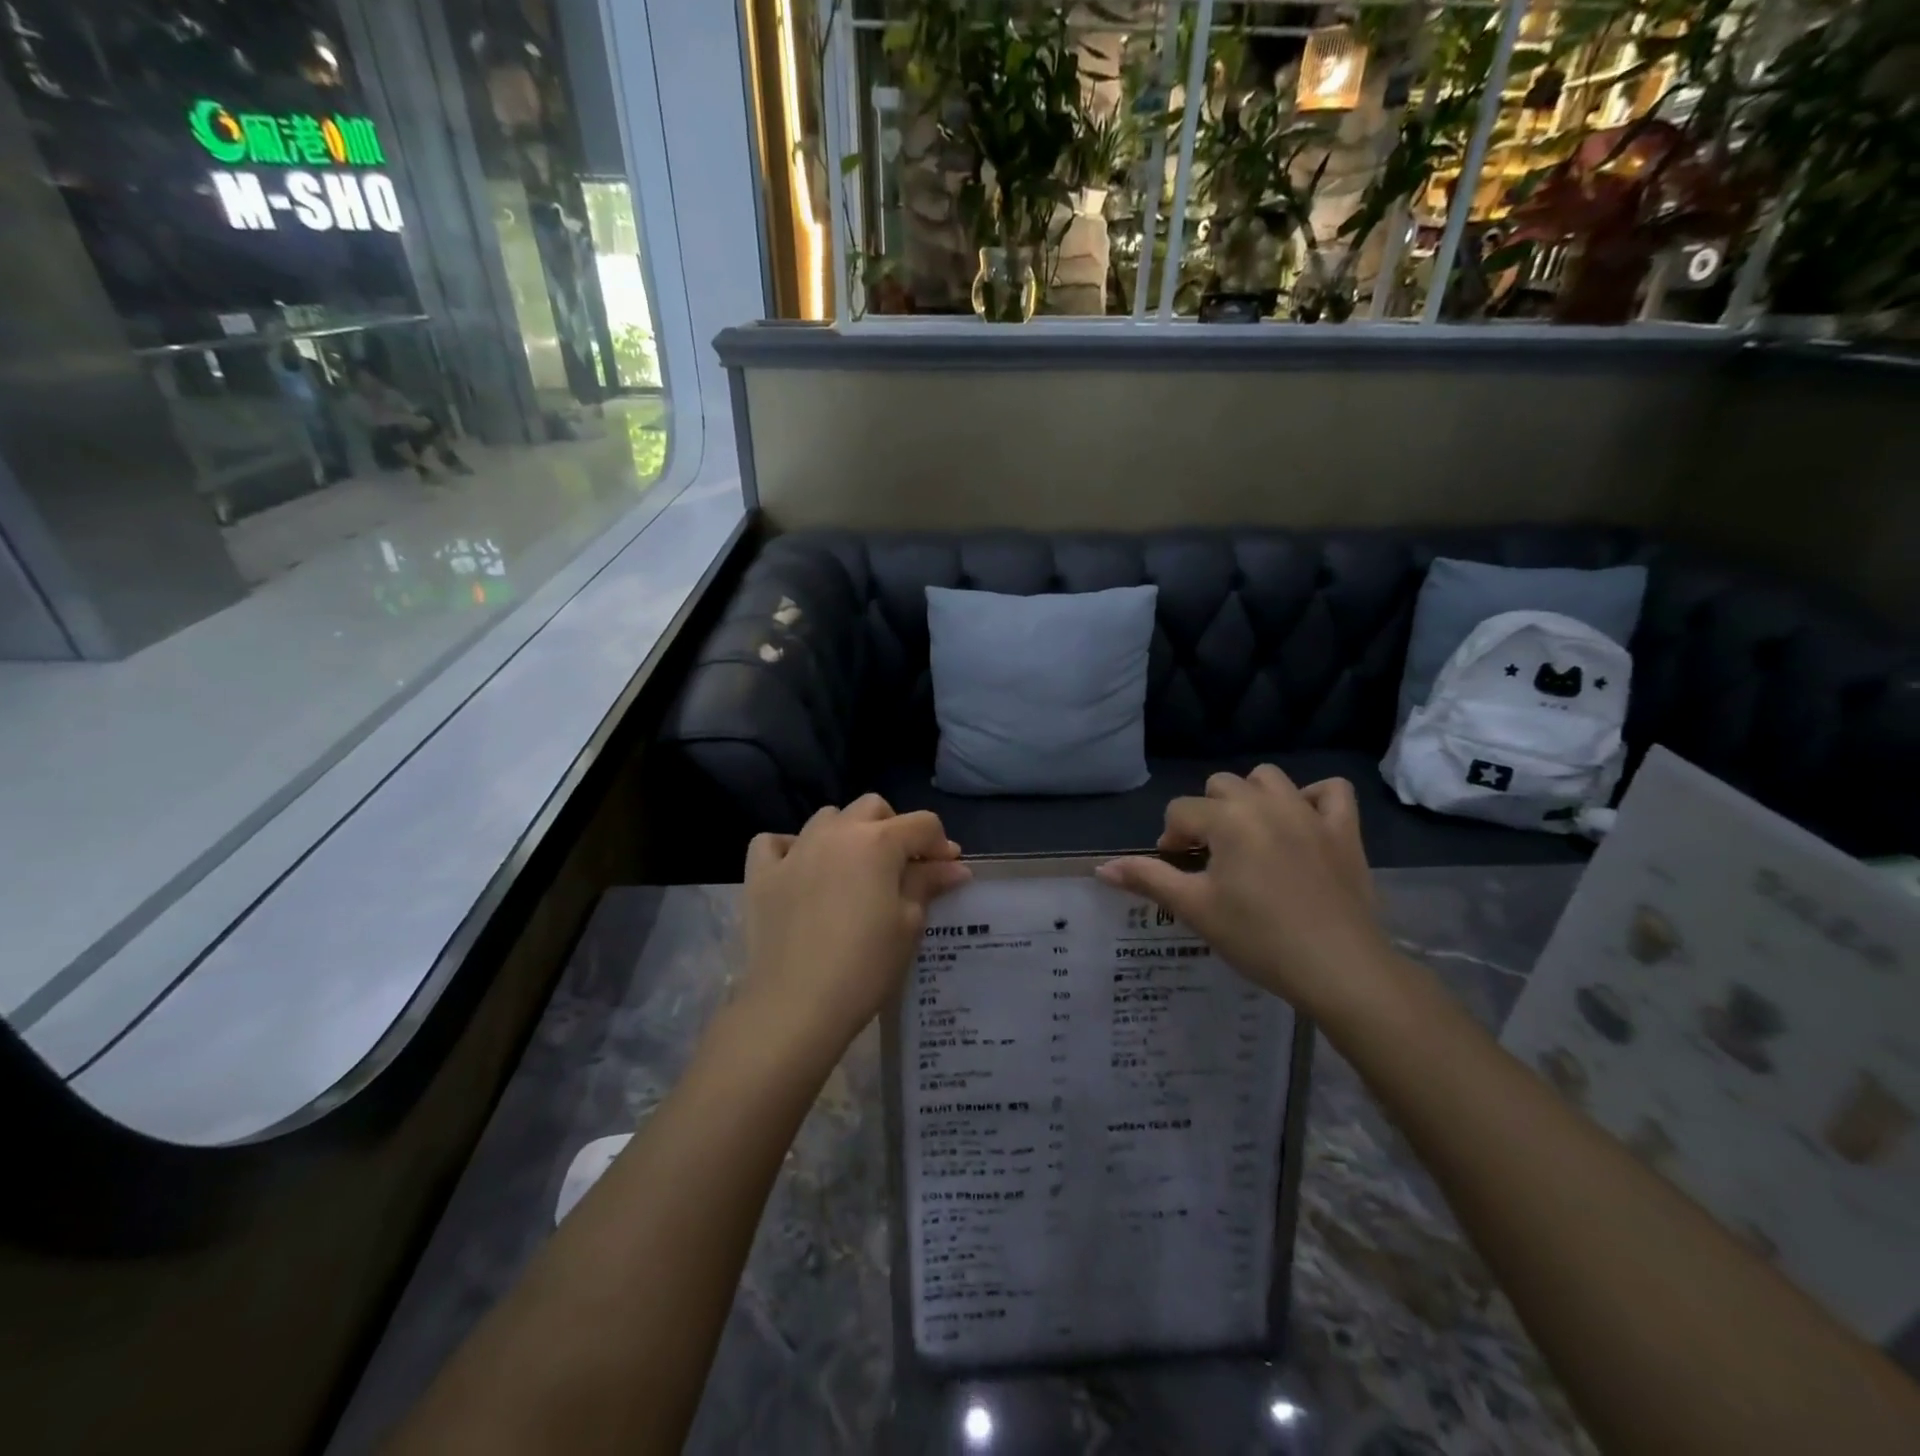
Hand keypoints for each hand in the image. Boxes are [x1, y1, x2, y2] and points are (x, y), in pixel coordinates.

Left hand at [740, 795, 970, 1058]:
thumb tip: (953, 866)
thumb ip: (928, 884)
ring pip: (827, 817)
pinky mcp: (761, 874)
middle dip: (894, 828)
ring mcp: (795, 850)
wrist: (796, 1005)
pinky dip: (790, 849)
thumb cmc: (865, 966)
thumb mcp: (908, 924)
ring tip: (852, 869)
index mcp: (878, 841)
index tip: (946, 872)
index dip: (940, 844)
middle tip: (902, 868)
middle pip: (873, 807)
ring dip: (846, 833)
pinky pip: (774, 842)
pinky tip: (800, 871)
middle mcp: (836, 832)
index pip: (922, 824)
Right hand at [1097, 768, 1392, 1020]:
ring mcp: (1309, 813)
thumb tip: (1101, 868)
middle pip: (1220, 786)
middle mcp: (1266, 803)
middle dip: (1207, 815)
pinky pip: (1331, 791)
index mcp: (1227, 819)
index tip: (1179, 874)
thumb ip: (1148, 879)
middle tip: (1211, 859)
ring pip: (1268, 778)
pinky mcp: (1344, 830)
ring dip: (1251, 797)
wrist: (1338, 968)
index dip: (1171, 840)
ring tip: (1250, 835)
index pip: (1181, 811)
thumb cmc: (1258, 938)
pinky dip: (1313, 798)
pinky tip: (1301, 822)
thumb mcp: (1195, 909)